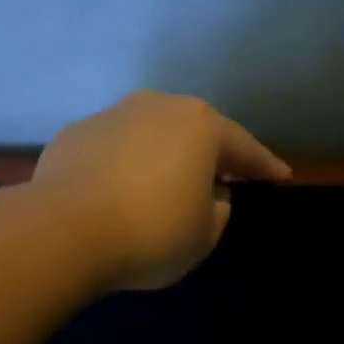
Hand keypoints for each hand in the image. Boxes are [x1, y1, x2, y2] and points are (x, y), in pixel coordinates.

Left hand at [31, 91, 290, 290]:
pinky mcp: (73, 135)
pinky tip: (115, 193)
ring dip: (161, 158)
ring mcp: (110, 116)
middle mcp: (156, 107)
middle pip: (193, 131)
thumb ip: (218, 209)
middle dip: (209, 154)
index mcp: (200, 126)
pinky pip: (111, 151)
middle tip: (220, 178)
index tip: (280, 178)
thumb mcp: (204, 235)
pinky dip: (121, 167)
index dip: (264, 167)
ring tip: (162, 187)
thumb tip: (207, 192)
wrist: (63, 232)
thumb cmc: (150, 234)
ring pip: (148, 136)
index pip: (243, 147)